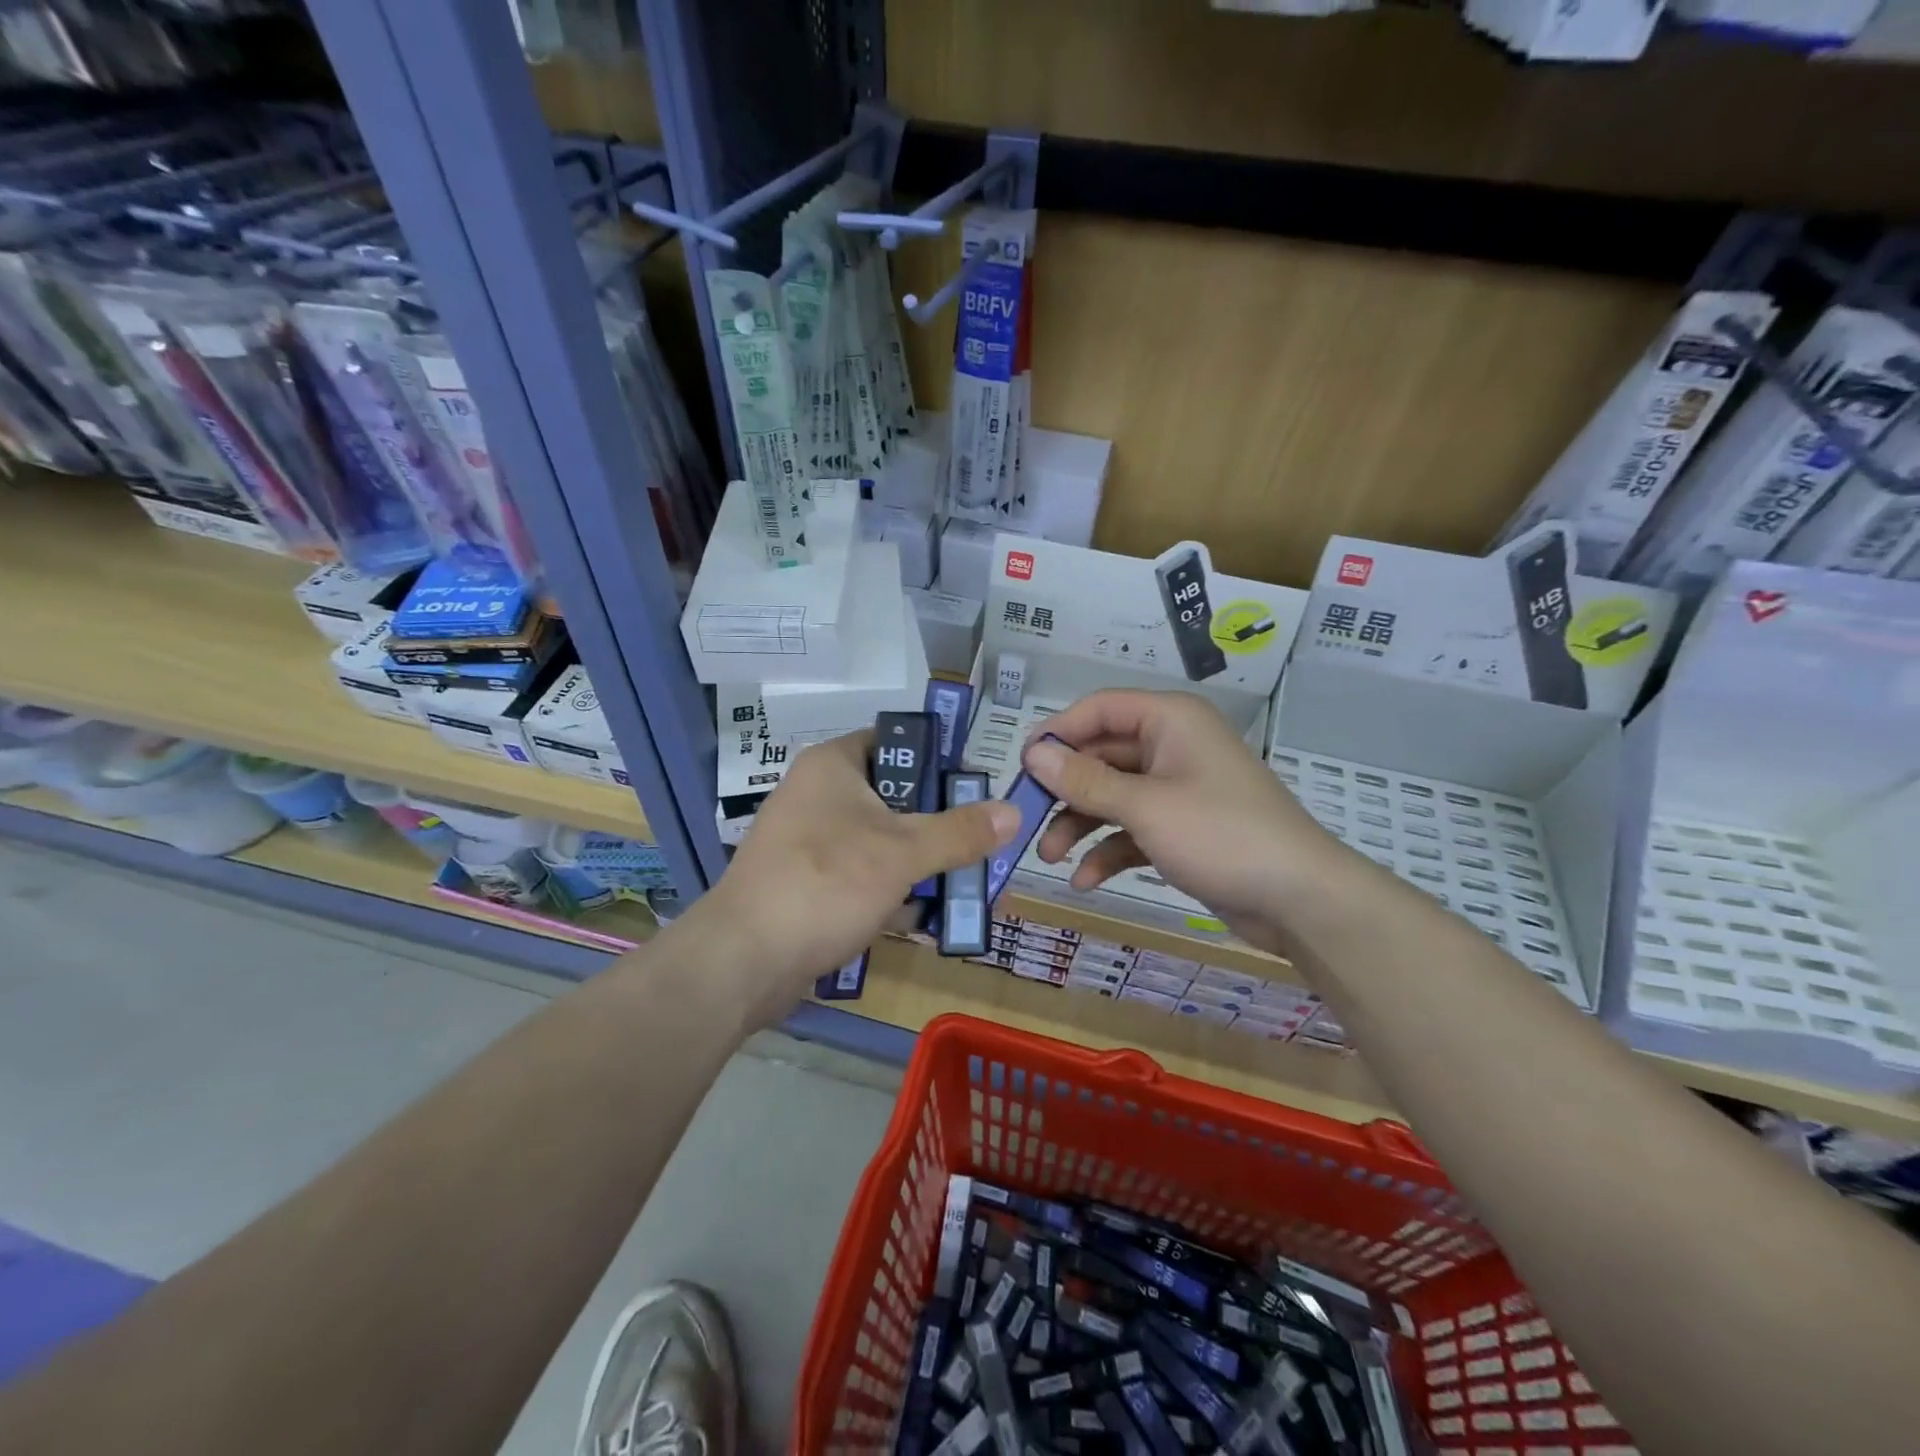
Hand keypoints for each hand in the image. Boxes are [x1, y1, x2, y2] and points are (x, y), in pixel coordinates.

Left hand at [687, 730, 1018, 1023]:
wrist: (743, 961)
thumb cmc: (824, 883)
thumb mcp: (901, 853)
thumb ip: (959, 831)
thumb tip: (1013, 811)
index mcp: (833, 765)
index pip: (897, 742)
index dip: (940, 760)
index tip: (977, 790)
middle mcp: (818, 794)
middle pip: (895, 796)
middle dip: (940, 824)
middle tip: (983, 843)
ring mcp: (810, 841)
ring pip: (881, 840)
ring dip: (922, 862)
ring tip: (968, 883)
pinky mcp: (808, 883)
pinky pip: (862, 875)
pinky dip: (893, 890)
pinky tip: (929, 915)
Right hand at [1022, 689, 1355, 956]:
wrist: (1300, 899)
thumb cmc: (1222, 835)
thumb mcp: (1146, 806)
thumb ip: (1086, 780)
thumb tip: (1033, 753)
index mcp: (1169, 720)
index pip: (1098, 709)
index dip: (1057, 733)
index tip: (1021, 767)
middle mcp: (1171, 746)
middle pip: (1100, 756)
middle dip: (1064, 790)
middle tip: (1026, 820)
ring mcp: (1176, 789)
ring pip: (1112, 795)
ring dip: (1079, 824)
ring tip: (1050, 858)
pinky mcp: (1180, 828)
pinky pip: (1131, 829)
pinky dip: (1108, 850)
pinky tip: (1086, 881)